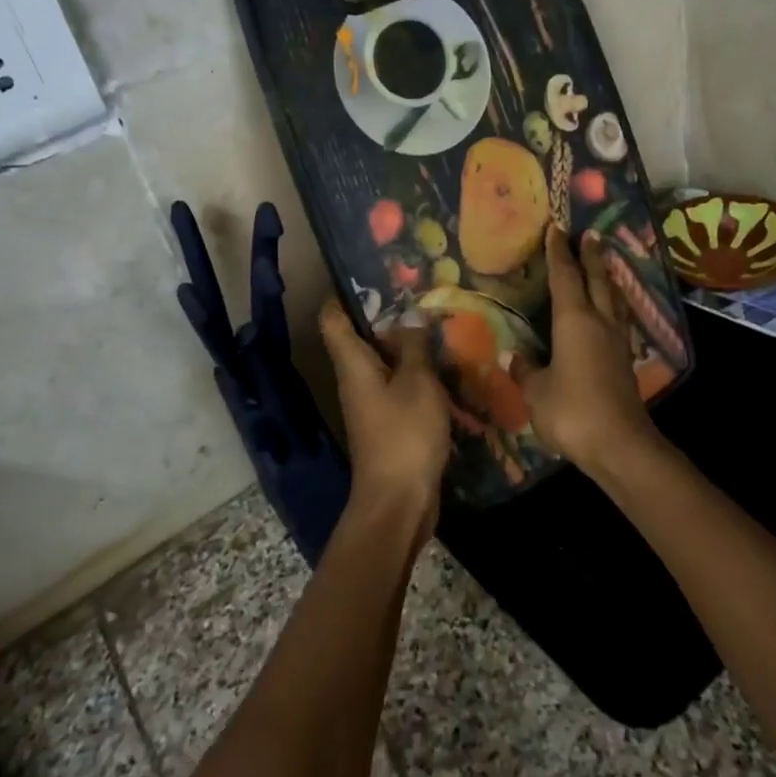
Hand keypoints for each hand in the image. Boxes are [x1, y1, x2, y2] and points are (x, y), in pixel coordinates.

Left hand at [319, 299, 448, 541]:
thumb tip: (410, 318)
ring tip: (437, 324)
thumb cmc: (405, 435)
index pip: (332, 318)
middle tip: (420, 295)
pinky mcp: (387, 423)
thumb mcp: (418, 383)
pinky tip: (443, 366)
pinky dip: (414, 373)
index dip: (344, 294)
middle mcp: (354, 379)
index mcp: (352, 364)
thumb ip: (415, 348)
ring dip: (405, 346)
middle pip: (360, 338)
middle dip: (387, 316)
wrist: (398, 501)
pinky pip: (397, 386)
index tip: (371, 274)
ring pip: (382, 362)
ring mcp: (370, 403)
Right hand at [513, 227, 660, 474]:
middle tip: (589, 235)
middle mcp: (599, 322)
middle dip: (591, 256)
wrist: (619, 444)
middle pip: (597, 279)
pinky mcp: (625, 361)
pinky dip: (613, 305)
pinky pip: (619, 319)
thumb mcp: (536, 391)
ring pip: (614, 298)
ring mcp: (617, 341)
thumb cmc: (571, 410)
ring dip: (608, 278)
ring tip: (604, 265)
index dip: (558, 252)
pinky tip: (611, 312)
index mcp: (574, 320)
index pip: (565, 276)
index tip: (556, 228)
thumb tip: (514, 357)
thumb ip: (525, 370)